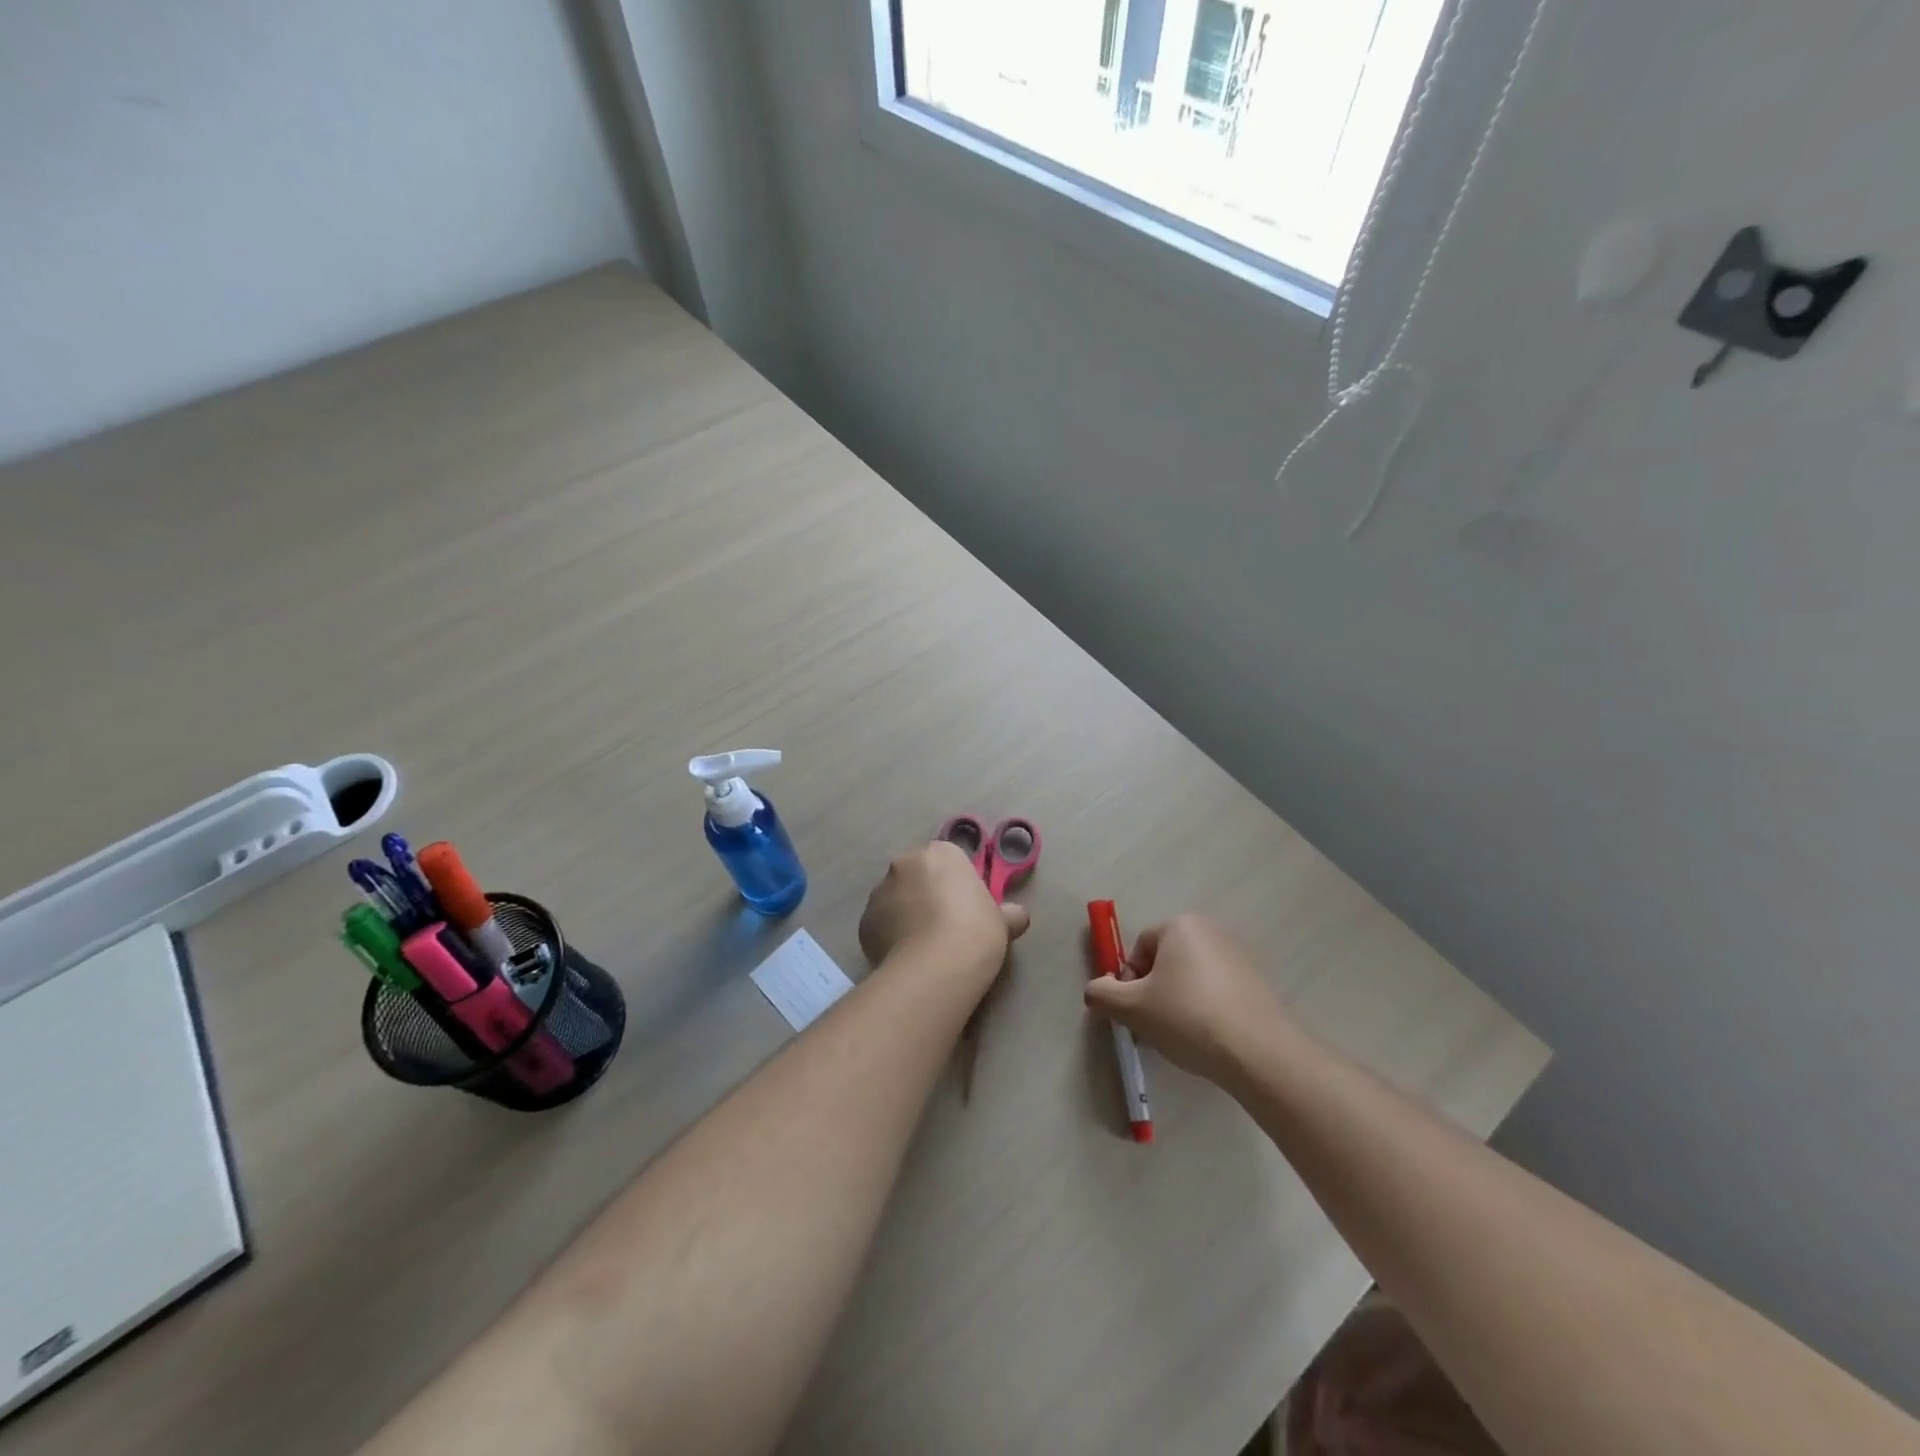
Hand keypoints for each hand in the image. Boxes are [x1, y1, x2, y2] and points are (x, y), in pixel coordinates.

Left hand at [859, 841, 1030, 987]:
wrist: (936, 966)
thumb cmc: (975, 932)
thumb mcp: (1003, 921)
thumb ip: (1008, 913)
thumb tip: (1017, 916)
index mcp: (940, 853)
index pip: (949, 861)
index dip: (958, 885)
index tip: (967, 909)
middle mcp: (905, 863)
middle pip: (918, 876)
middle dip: (927, 895)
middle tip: (945, 927)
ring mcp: (879, 891)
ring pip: (896, 899)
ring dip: (906, 914)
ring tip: (924, 947)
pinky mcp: (864, 921)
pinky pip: (881, 924)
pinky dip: (891, 935)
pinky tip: (906, 957)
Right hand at [1083, 914, 1285, 1083]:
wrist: (1256, 1052)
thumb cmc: (1187, 1017)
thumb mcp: (1132, 1008)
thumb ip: (1102, 994)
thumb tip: (1095, 990)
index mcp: (1180, 925)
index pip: (1139, 949)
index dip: (1128, 982)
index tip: (1133, 1012)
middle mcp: (1210, 931)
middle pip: (1165, 962)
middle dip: (1152, 993)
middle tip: (1151, 1027)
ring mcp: (1237, 956)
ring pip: (1189, 978)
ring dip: (1176, 1003)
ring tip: (1179, 1038)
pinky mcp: (1255, 983)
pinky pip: (1215, 991)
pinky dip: (1203, 1010)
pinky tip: (1205, 1039)